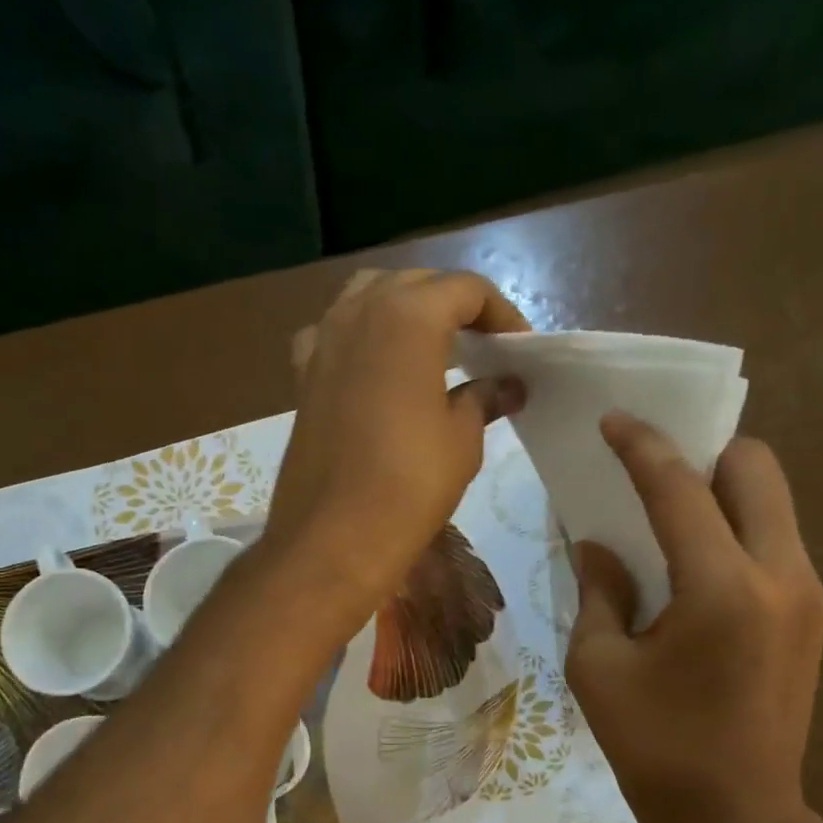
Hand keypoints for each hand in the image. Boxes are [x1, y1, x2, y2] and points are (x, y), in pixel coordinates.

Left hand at [264, 269, 528, 622]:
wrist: (334, 537)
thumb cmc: (409, 485)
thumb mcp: (462, 440)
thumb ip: (485, 398)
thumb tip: (507, 385)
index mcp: (409, 316)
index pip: (466, 289)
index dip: (501, 313)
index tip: (519, 348)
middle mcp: (359, 312)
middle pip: (416, 285)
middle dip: (455, 306)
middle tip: (483, 346)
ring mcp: (323, 340)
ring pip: (369, 297)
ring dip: (405, 310)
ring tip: (433, 347)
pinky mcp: (303, 376)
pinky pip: (335, 333)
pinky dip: (361, 336)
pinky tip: (374, 366)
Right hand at [566, 415, 822, 822]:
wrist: (736, 817)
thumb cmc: (654, 747)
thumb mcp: (598, 667)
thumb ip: (600, 591)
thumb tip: (599, 544)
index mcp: (721, 589)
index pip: (680, 488)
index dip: (642, 446)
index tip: (614, 420)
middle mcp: (781, 575)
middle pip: (757, 468)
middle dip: (704, 451)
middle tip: (655, 468)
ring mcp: (809, 595)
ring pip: (774, 502)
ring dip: (724, 490)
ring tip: (672, 512)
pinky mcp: (815, 616)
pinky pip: (776, 541)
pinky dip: (738, 528)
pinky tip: (697, 561)